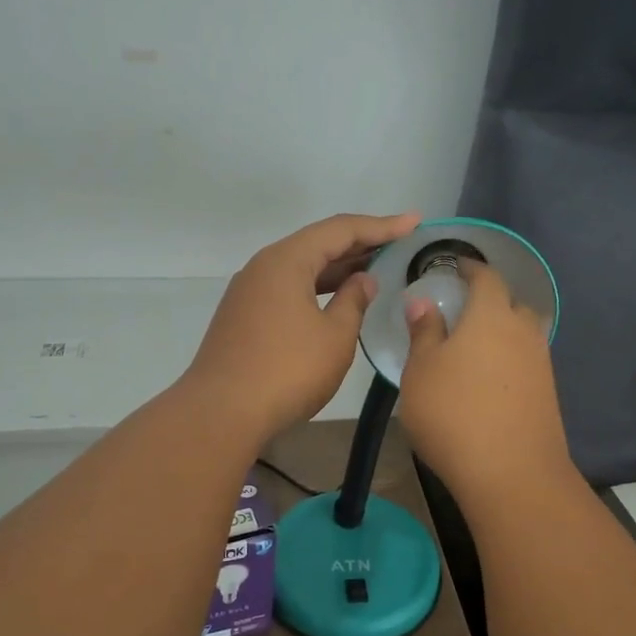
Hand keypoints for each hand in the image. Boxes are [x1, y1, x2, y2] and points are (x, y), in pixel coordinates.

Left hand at [184, 211, 421, 445]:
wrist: (221, 413)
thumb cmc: (287, 371)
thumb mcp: (334, 337)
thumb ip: (353, 301)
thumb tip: (362, 281)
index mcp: (286, 260)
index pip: (340, 230)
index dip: (381, 226)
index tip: (414, 222)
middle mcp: (263, 267)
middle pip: (317, 244)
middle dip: (360, 243)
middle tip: (399, 244)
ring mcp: (249, 292)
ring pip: (301, 268)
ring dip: (337, 268)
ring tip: (375, 268)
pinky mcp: (243, 317)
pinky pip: (288, 289)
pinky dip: (316, 288)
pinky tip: (336, 299)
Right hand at [398, 259, 570, 497]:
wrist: (511, 472)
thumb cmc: (453, 413)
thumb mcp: (421, 371)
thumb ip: (424, 332)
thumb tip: (423, 302)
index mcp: (491, 315)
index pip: (486, 277)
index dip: (471, 268)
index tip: (456, 266)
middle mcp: (523, 331)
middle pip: (511, 303)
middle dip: (490, 300)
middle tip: (464, 310)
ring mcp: (541, 363)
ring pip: (522, 334)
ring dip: (502, 332)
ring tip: (475, 347)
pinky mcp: (548, 393)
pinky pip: (527, 361)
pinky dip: (509, 360)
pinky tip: (490, 380)